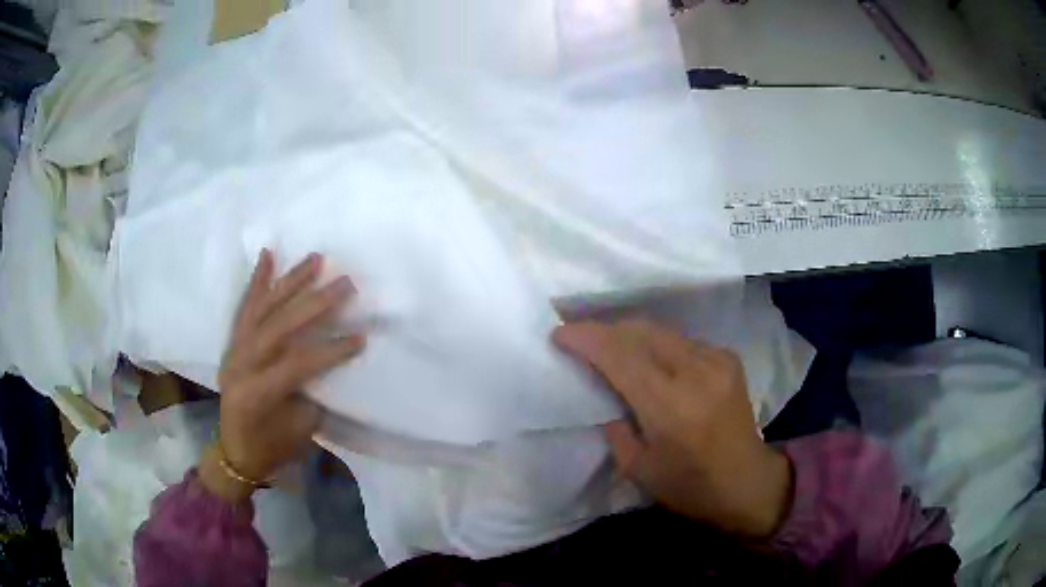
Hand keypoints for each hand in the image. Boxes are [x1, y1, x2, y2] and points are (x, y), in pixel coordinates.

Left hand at [201, 250, 364, 501]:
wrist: (236, 451)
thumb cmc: (272, 447)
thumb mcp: (299, 429)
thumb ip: (313, 390)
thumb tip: (332, 358)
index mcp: (258, 393)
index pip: (299, 363)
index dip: (332, 350)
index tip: (362, 337)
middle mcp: (242, 364)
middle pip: (280, 326)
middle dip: (315, 303)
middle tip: (345, 283)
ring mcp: (234, 350)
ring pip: (263, 308)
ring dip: (290, 282)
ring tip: (315, 259)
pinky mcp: (233, 342)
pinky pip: (245, 307)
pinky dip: (257, 281)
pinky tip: (268, 255)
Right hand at [554, 319, 792, 538]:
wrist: (747, 482)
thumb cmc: (689, 487)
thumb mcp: (637, 468)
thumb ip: (615, 424)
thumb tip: (603, 392)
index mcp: (671, 407)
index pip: (621, 356)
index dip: (586, 338)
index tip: (559, 334)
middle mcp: (696, 373)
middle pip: (640, 332)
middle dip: (604, 330)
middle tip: (578, 338)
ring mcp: (716, 360)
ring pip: (660, 331)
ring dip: (628, 334)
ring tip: (606, 344)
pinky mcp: (727, 357)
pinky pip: (680, 340)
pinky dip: (655, 343)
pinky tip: (645, 358)